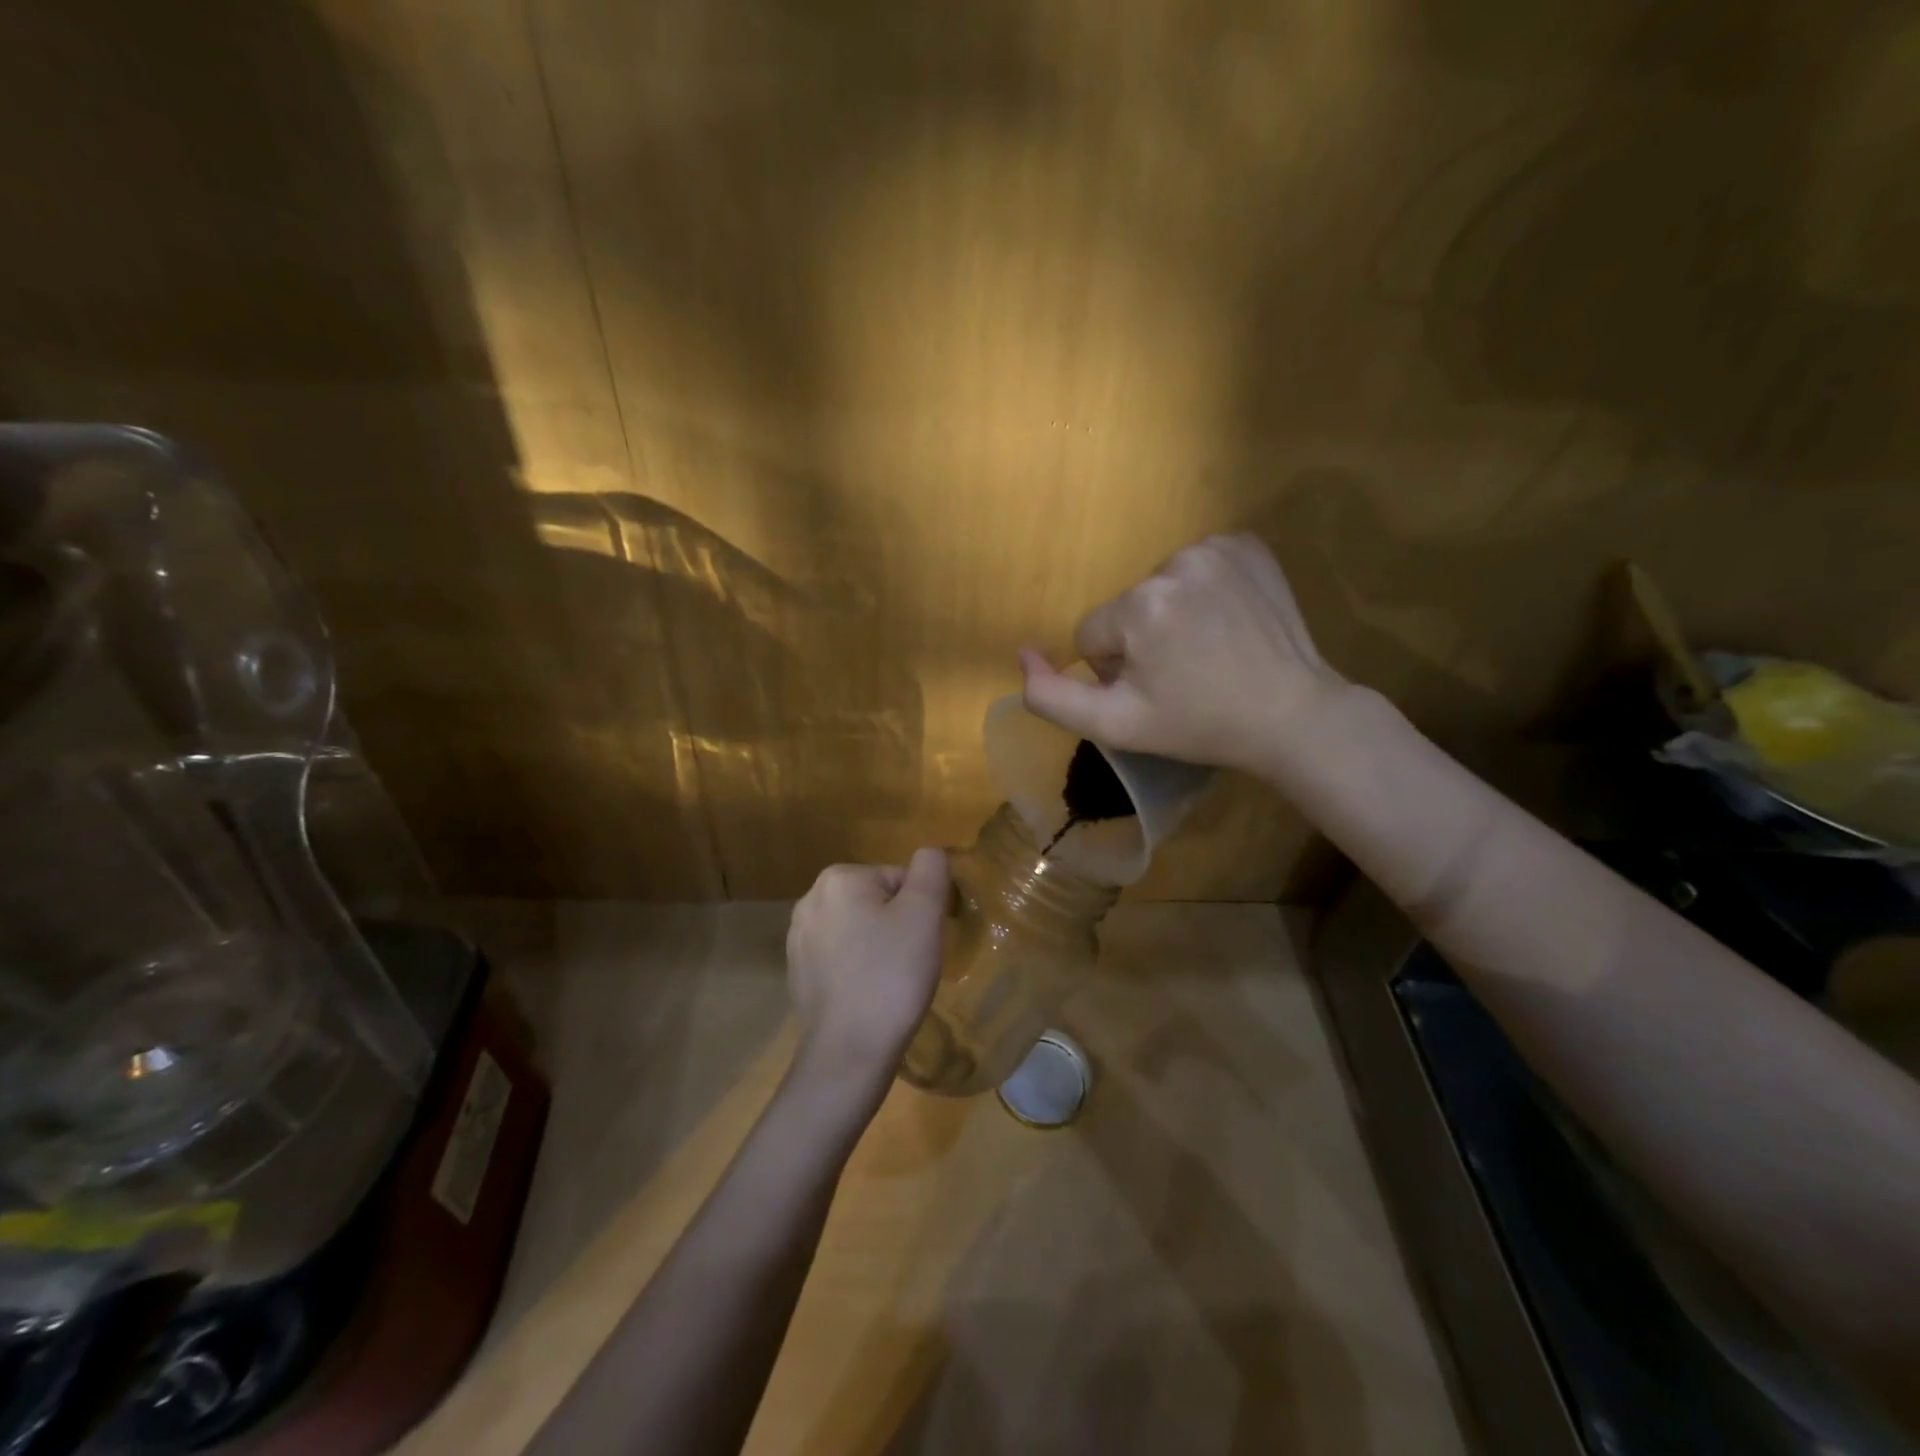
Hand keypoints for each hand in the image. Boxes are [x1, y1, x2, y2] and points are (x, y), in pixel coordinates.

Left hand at [785, 849, 949, 1084]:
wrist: (848, 1053)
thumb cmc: (891, 976)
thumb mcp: (924, 913)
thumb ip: (931, 870)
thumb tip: (930, 854)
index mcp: (838, 878)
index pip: (899, 879)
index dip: (920, 909)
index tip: (922, 942)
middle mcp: (809, 900)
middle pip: (877, 901)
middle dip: (898, 926)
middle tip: (909, 962)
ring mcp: (798, 939)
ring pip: (859, 929)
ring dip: (879, 947)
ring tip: (890, 982)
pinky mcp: (797, 973)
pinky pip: (841, 957)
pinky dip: (859, 969)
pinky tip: (868, 995)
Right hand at [1020, 534, 1348, 774]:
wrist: (1291, 715)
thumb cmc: (1199, 725)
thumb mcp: (1115, 725)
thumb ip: (1052, 696)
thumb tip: (1022, 652)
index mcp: (1140, 606)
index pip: (1093, 634)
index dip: (1115, 669)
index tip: (1155, 690)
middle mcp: (1175, 563)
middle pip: (1127, 607)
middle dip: (1143, 640)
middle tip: (1183, 675)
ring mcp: (1217, 548)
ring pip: (1160, 585)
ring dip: (1173, 614)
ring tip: (1209, 650)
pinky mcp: (1248, 545)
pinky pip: (1199, 565)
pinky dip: (1205, 591)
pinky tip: (1229, 622)